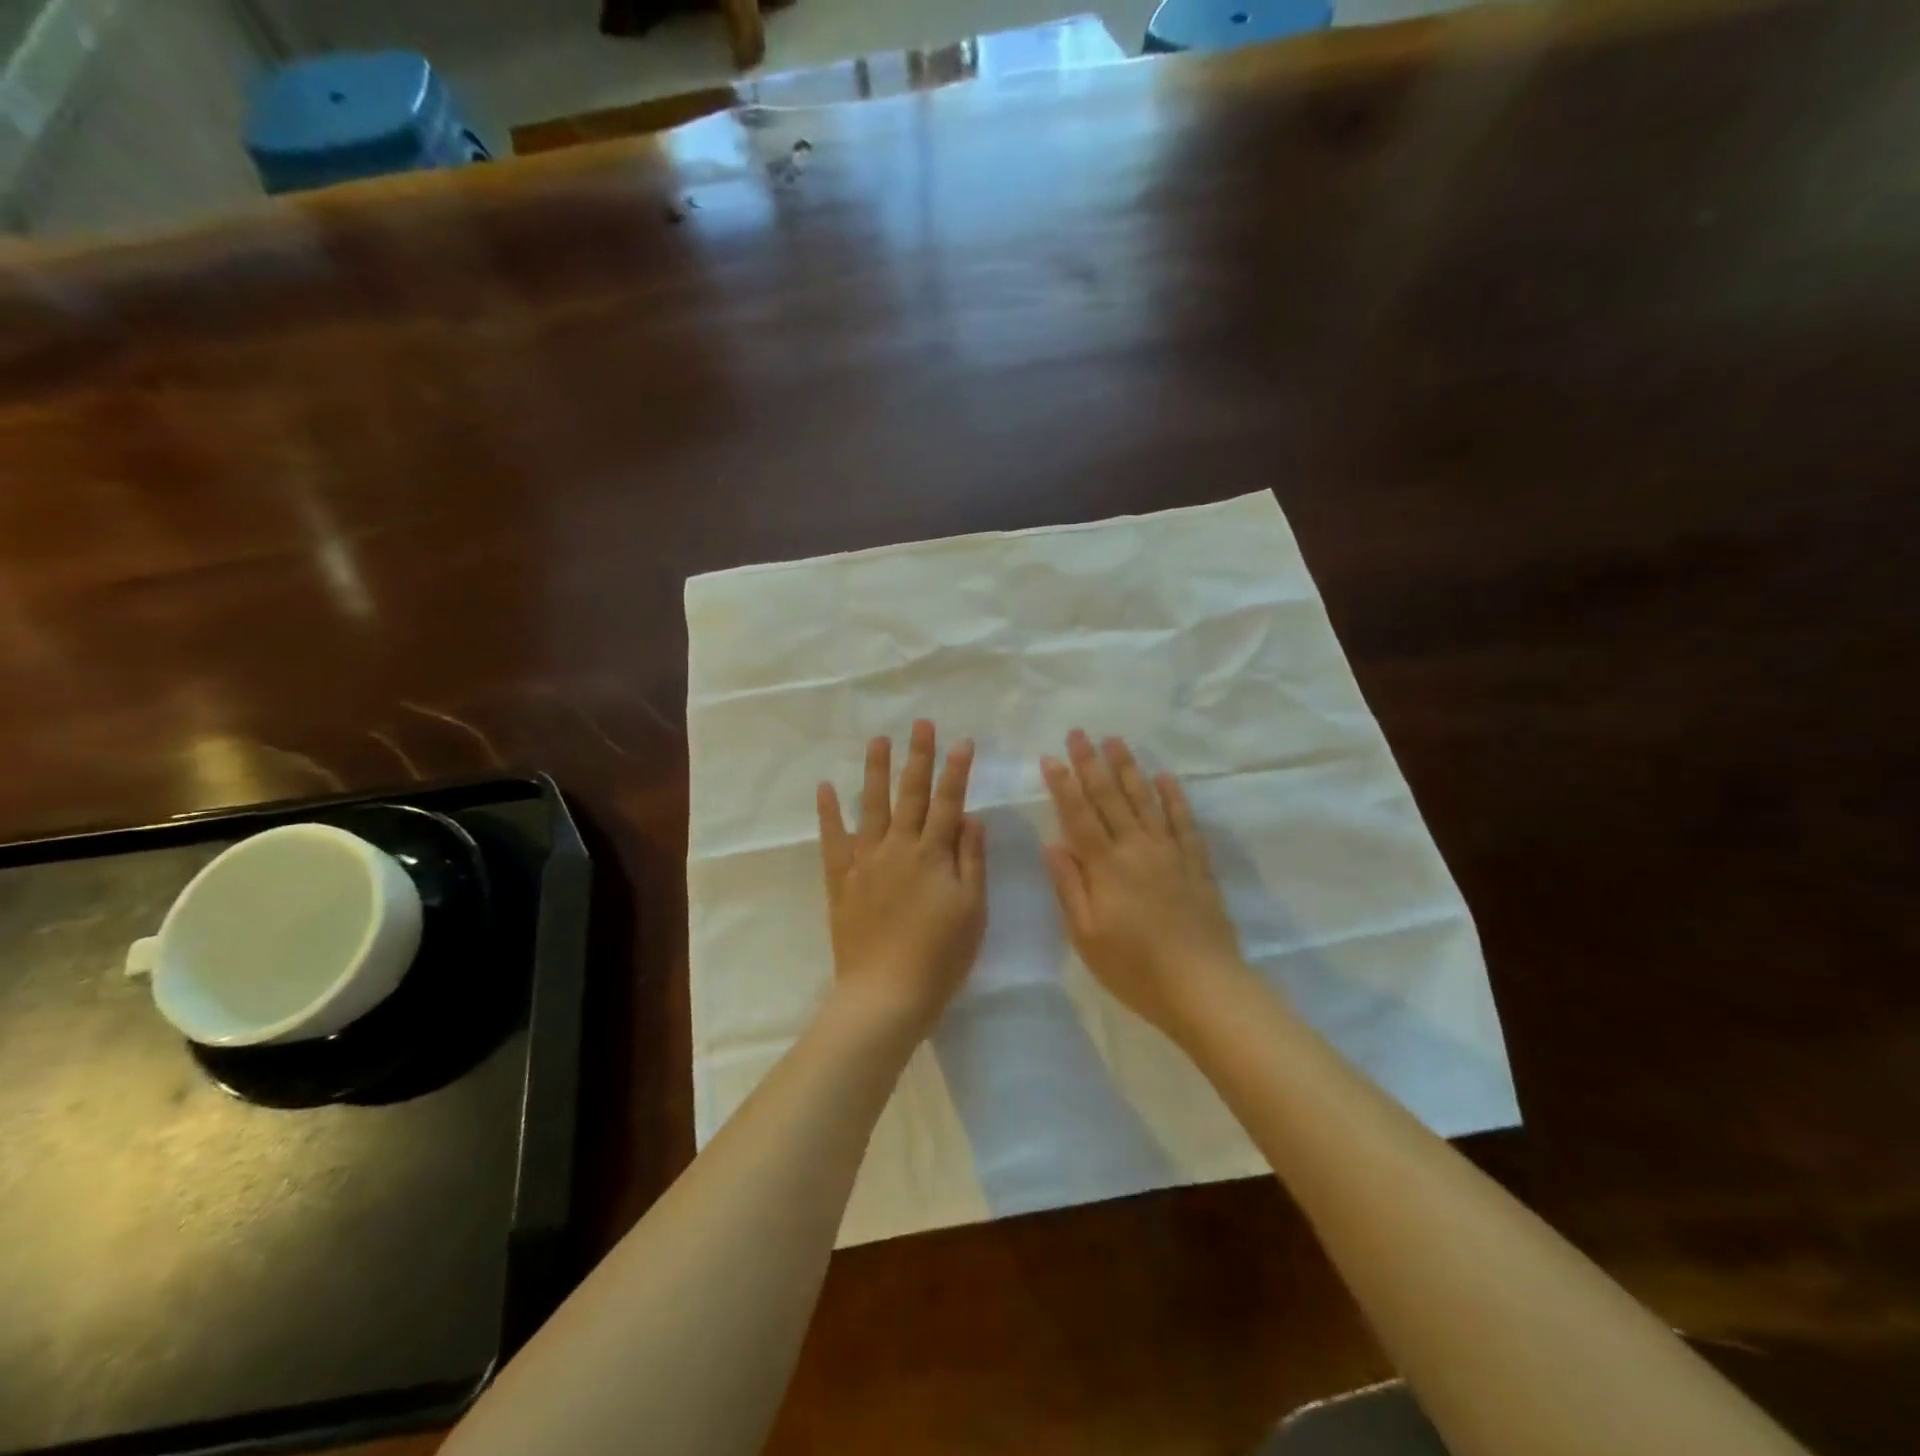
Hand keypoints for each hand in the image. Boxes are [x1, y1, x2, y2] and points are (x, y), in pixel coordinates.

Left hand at [817, 720, 986, 1037]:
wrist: (886, 993)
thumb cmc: (940, 956)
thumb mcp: (972, 910)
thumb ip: (971, 859)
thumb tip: (970, 817)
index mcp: (933, 855)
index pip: (948, 802)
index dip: (956, 771)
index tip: (962, 741)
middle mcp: (898, 848)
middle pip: (910, 794)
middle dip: (918, 757)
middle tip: (921, 723)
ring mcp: (866, 861)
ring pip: (871, 806)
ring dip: (876, 771)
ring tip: (879, 740)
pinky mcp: (842, 879)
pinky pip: (833, 839)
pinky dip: (828, 812)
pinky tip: (825, 787)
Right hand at [1041, 729, 1249, 1038]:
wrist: (1203, 987)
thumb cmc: (1135, 969)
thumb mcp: (1086, 936)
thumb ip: (1070, 887)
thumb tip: (1053, 844)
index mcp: (1106, 867)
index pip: (1079, 816)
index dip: (1063, 785)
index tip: (1051, 757)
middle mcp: (1137, 849)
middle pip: (1111, 798)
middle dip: (1091, 763)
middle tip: (1079, 732)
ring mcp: (1170, 853)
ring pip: (1146, 800)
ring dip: (1129, 768)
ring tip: (1116, 741)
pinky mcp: (1196, 864)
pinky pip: (1184, 822)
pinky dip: (1174, 797)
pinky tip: (1165, 777)